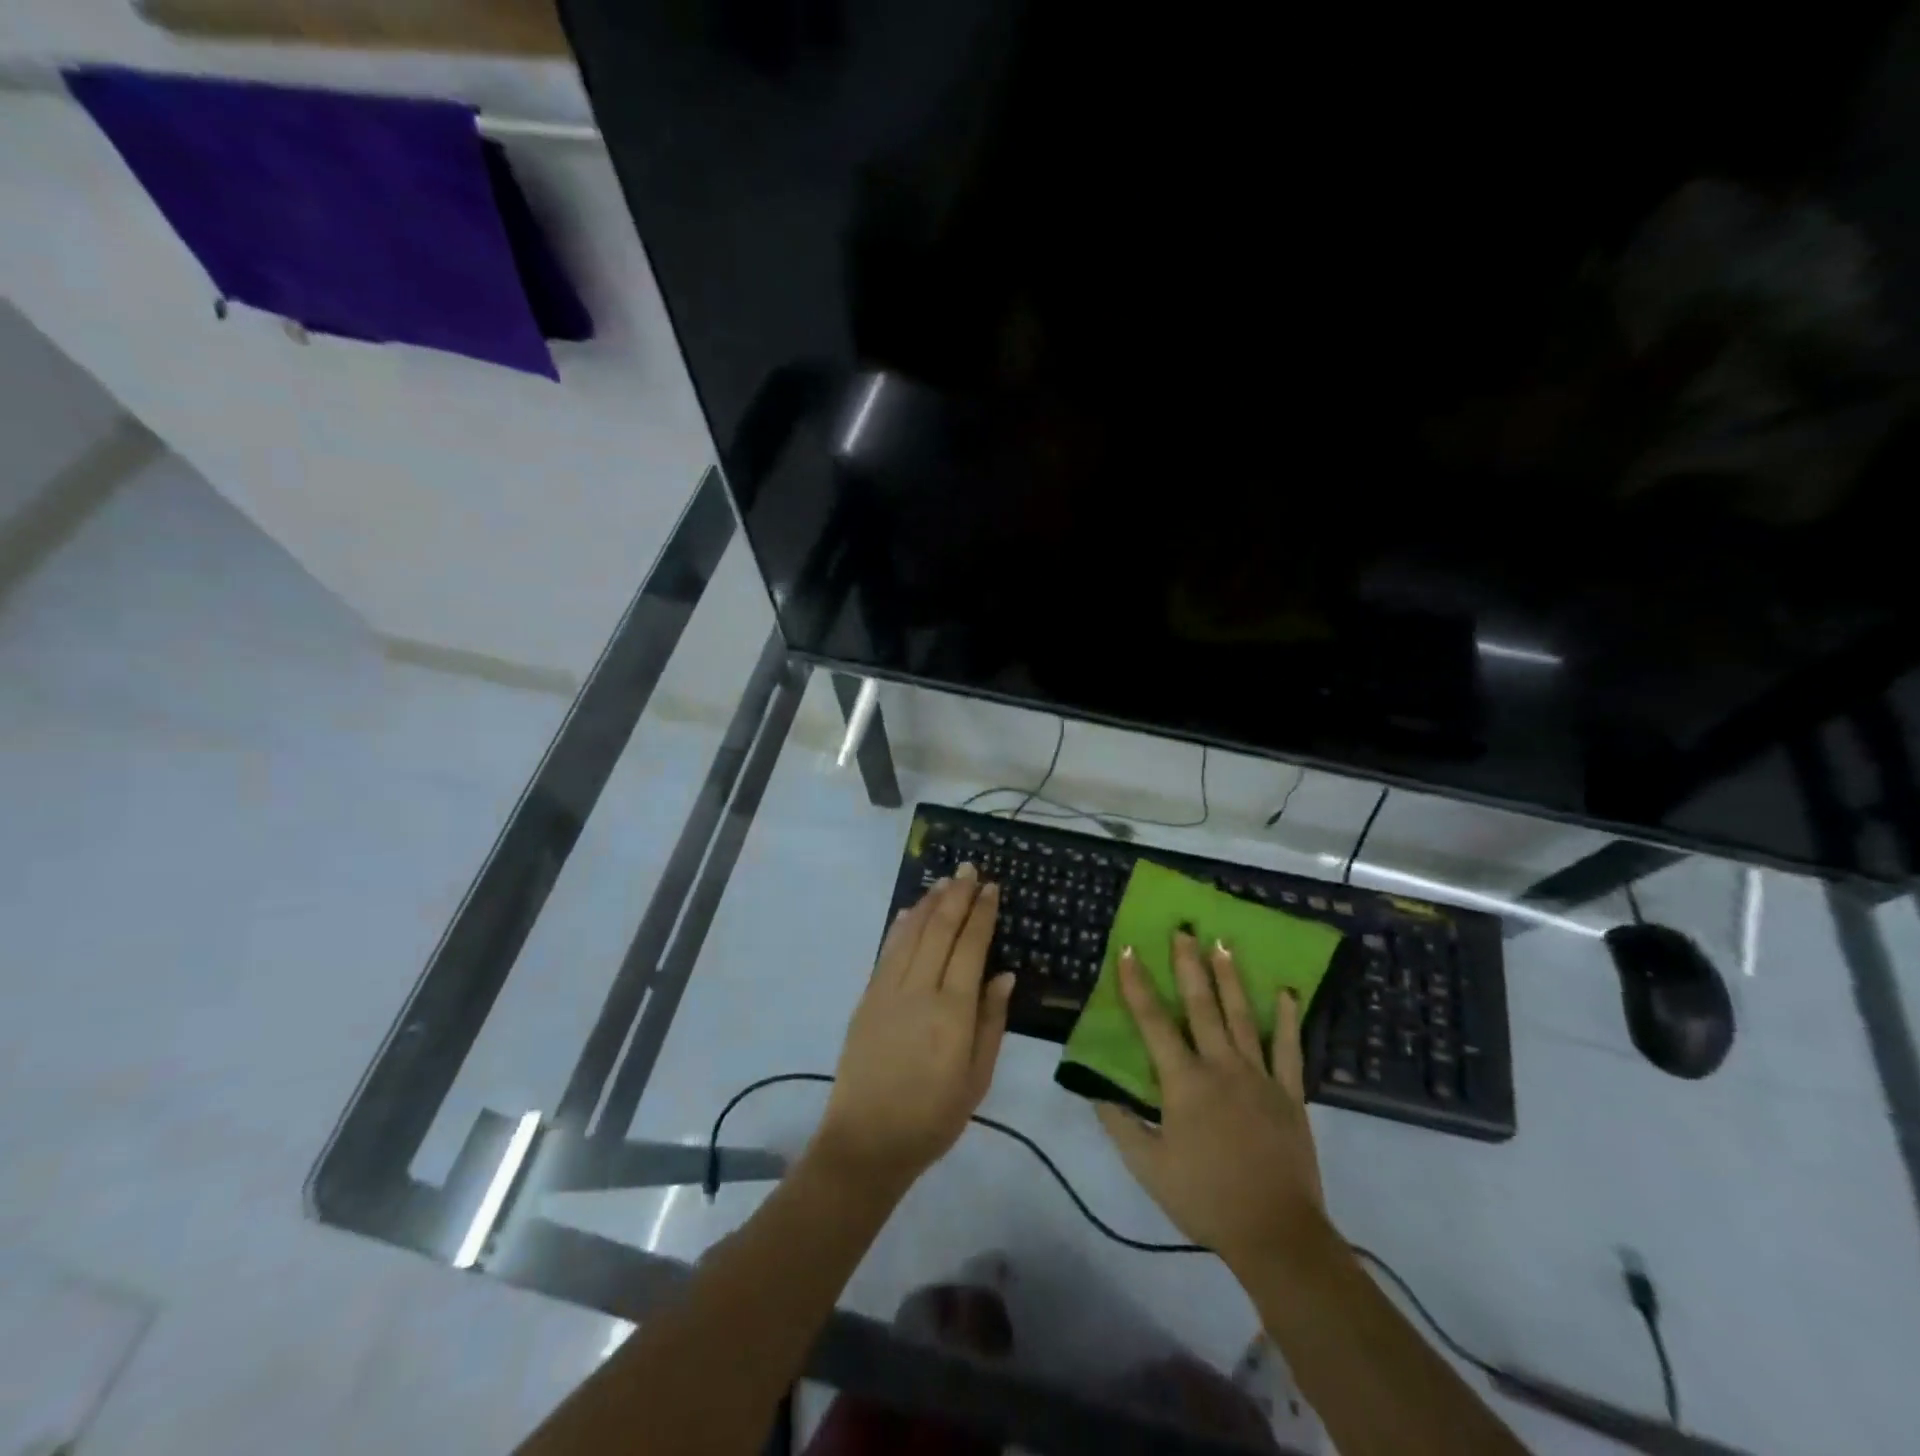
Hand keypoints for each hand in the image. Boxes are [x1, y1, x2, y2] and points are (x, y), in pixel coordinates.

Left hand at [810, 865, 1014, 1194]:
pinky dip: (901, 926)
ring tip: (944, 881)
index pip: (970, 947)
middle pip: (940, 930)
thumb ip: (991, 1022)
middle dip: (956, 895)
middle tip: (969, 869)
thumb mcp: (977, 1078)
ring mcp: (888, 990)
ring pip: (911, 933)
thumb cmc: (933, 1117)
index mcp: (952, 1011)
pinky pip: (887, 950)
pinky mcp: (867, 997)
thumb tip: (1004, 974)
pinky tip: (910, 912)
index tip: (991, 888)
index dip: (982, 914)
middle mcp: (919, 990)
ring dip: (929, 903)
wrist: (866, 1141)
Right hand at [1096, 932, 1325, 1275]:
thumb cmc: (1205, 1199)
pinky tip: (1286, 993)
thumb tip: (1094, 1089)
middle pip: (1202, 1006)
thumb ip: (1120, 1124)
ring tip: (1222, 943)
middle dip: (1189, 965)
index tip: (1129, 950)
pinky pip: (1288, 1049)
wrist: (1277, 1234)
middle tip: (1184, 930)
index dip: (1138, 985)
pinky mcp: (1289, 1093)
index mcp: (1184, 1082)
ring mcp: (1259, 1077)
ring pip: (1241, 1016)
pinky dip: (1286, 1020)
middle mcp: (1221, 1067)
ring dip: (1230, 978)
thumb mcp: (1149, 1168)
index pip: (1154, 1023)